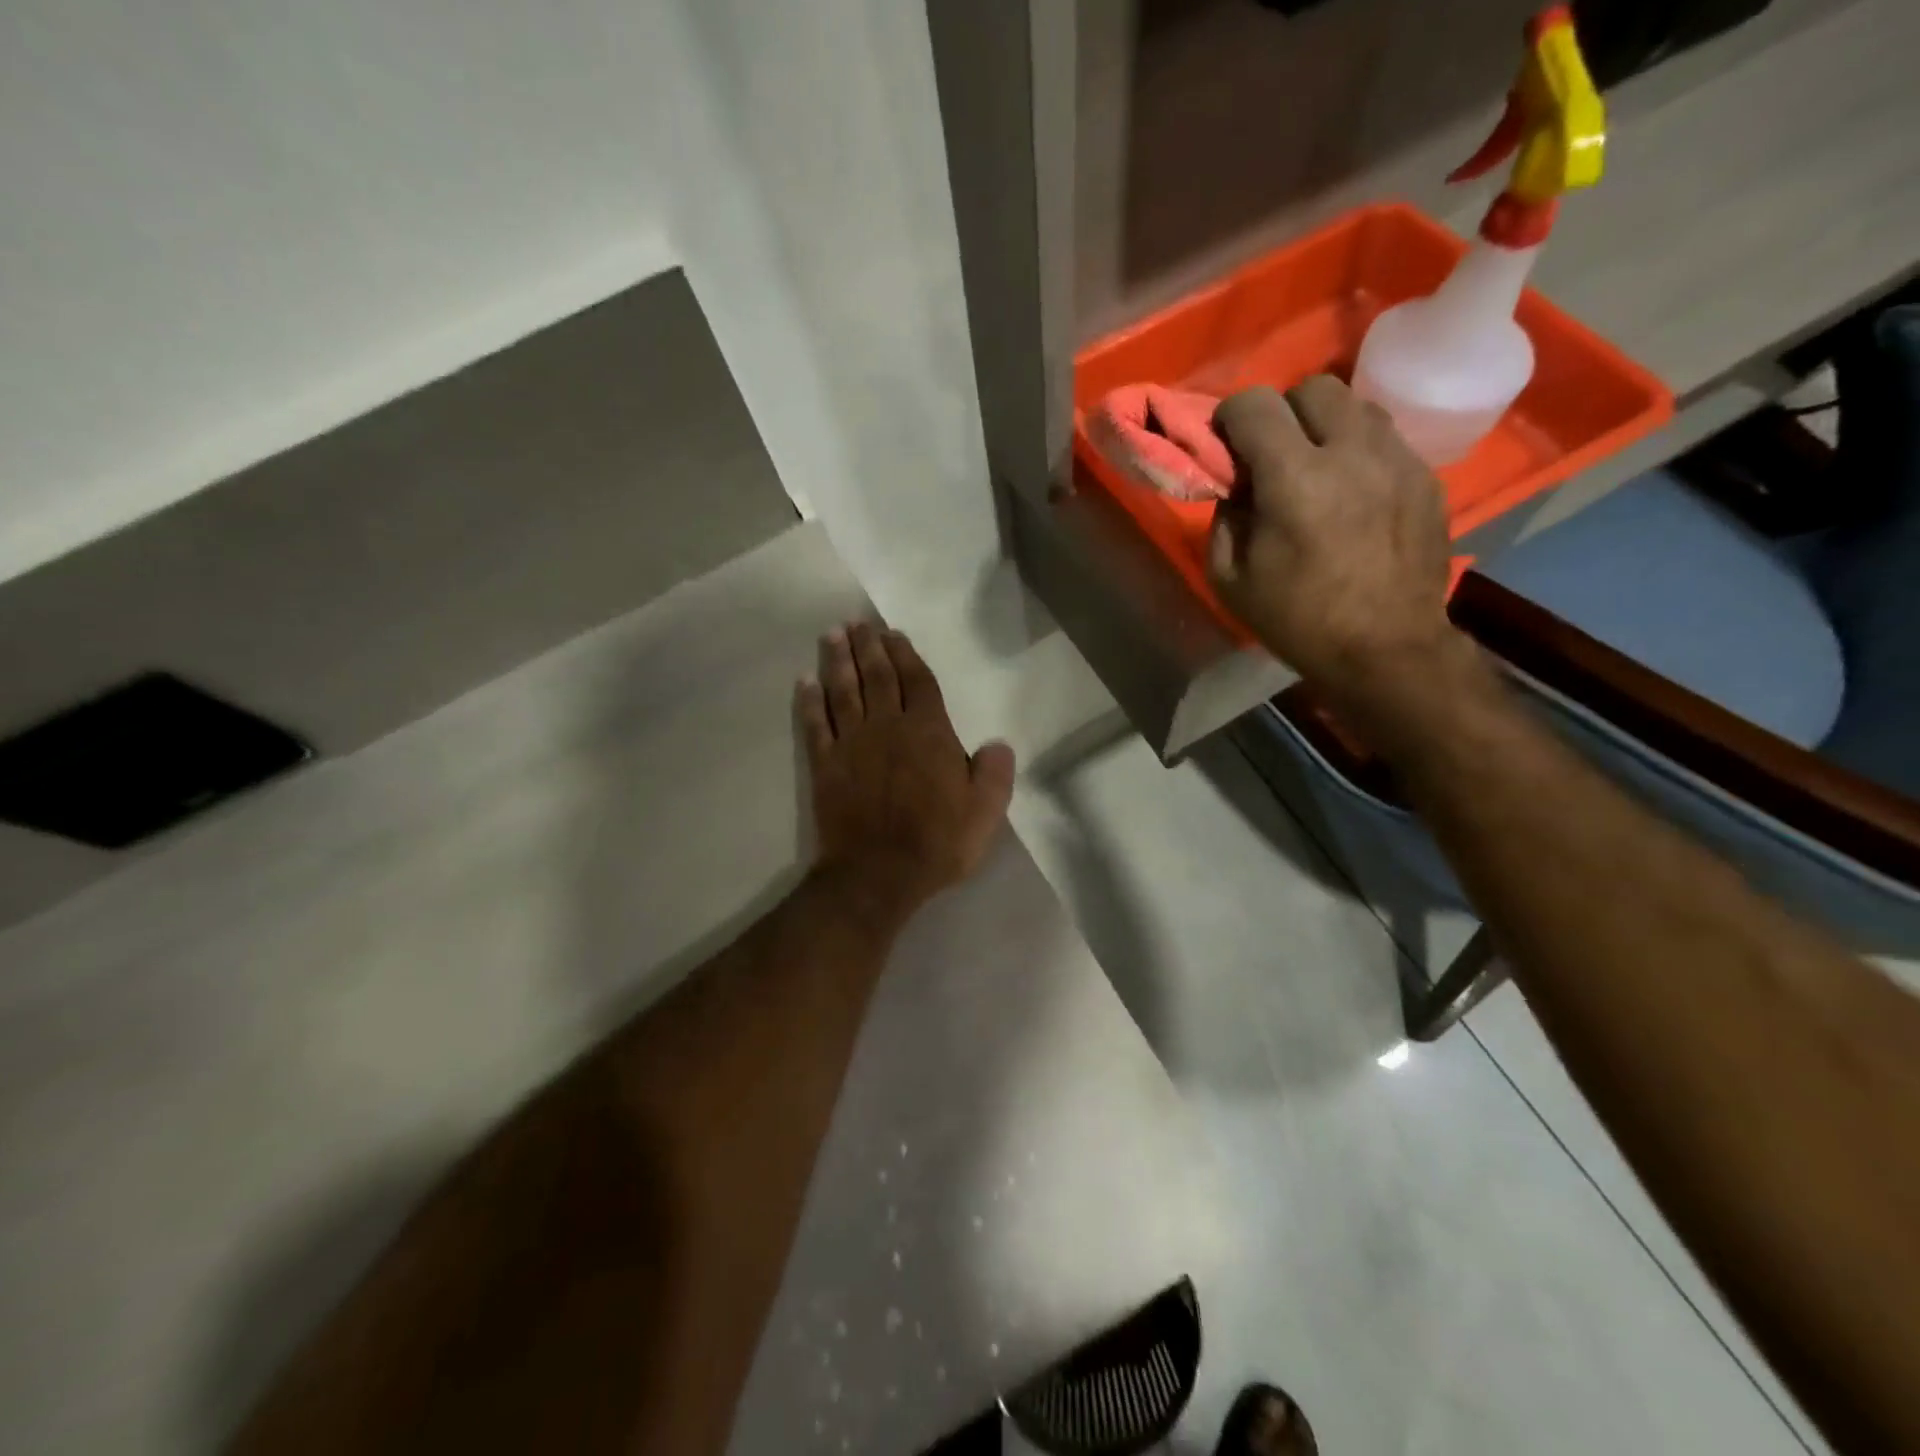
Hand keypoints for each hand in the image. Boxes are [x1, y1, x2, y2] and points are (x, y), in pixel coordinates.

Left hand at [795, 622, 1015, 921]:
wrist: (878, 874)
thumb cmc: (937, 843)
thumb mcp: (984, 814)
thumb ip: (994, 774)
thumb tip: (998, 744)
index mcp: (928, 733)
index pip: (917, 682)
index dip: (905, 655)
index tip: (893, 634)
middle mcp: (888, 727)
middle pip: (877, 677)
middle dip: (868, 646)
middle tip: (857, 622)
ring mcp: (852, 744)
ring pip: (844, 691)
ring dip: (838, 660)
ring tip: (833, 635)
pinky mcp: (825, 765)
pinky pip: (816, 724)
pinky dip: (810, 701)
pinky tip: (805, 681)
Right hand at [1208, 377, 1465, 725]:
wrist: (1386, 649)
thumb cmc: (1298, 620)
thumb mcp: (1230, 580)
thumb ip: (1224, 520)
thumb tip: (1236, 488)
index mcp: (1294, 478)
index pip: (1254, 404)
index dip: (1230, 417)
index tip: (1226, 446)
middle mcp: (1350, 451)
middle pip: (1312, 387)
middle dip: (1283, 412)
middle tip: (1274, 456)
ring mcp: (1397, 459)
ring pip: (1356, 405)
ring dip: (1325, 426)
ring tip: (1317, 469)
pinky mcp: (1426, 476)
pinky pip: (1386, 439)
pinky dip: (1359, 453)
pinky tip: (1353, 494)